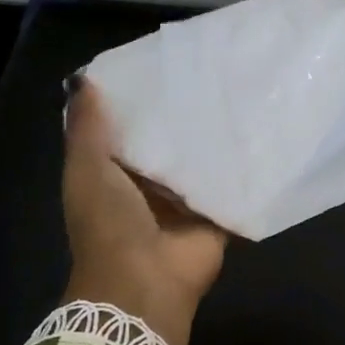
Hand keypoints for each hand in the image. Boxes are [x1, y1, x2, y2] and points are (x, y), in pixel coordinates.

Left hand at [62, 80, 226, 344]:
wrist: (144, 282)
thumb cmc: (108, 223)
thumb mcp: (86, 169)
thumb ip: (86, 128)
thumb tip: (85, 79)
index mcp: (113, 173)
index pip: (126, 128)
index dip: (137, 99)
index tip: (159, 62)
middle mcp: (148, 185)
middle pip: (166, 143)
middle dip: (181, 115)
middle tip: (208, 71)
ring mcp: (183, 202)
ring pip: (199, 161)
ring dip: (213, 137)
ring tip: (237, 91)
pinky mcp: (214, 215)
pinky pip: (230, 185)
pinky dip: (241, 166)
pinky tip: (259, 131)